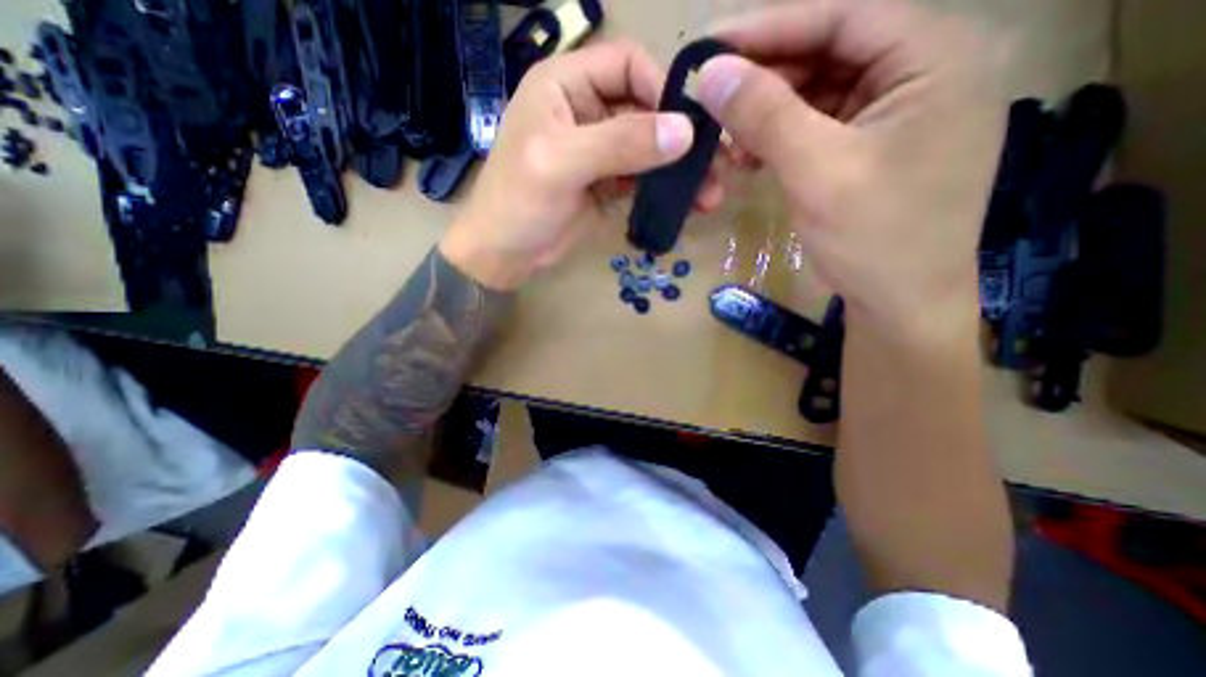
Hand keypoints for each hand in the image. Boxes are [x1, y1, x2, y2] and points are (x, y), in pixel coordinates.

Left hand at [441, 39, 722, 290]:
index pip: (627, 65)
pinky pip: (642, 177)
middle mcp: (585, 110)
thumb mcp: (562, 164)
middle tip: (717, 164)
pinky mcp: (606, 183)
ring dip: (677, 168)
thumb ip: (620, 143)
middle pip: (644, 108)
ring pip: (648, 147)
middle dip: (680, 136)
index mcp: (565, 86)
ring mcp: (598, 151)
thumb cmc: (518, 202)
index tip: (690, 128)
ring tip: (709, 193)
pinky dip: (663, 188)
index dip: (661, 90)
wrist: (504, 254)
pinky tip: (686, 202)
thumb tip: (685, 131)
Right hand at [692, 0, 1005, 338]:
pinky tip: (748, 158)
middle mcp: (921, 72)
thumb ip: (765, 115)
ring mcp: (894, 115)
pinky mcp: (870, 150)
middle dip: (764, 80)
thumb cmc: (874, 238)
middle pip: (828, 54)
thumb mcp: (816, 171)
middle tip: (710, 101)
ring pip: (817, 95)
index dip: (769, 28)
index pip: (841, 15)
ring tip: (724, 140)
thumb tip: (710, 71)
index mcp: (934, 56)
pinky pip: (817, 129)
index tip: (708, 46)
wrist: (900, 305)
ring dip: (766, 116)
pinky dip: (779, 141)